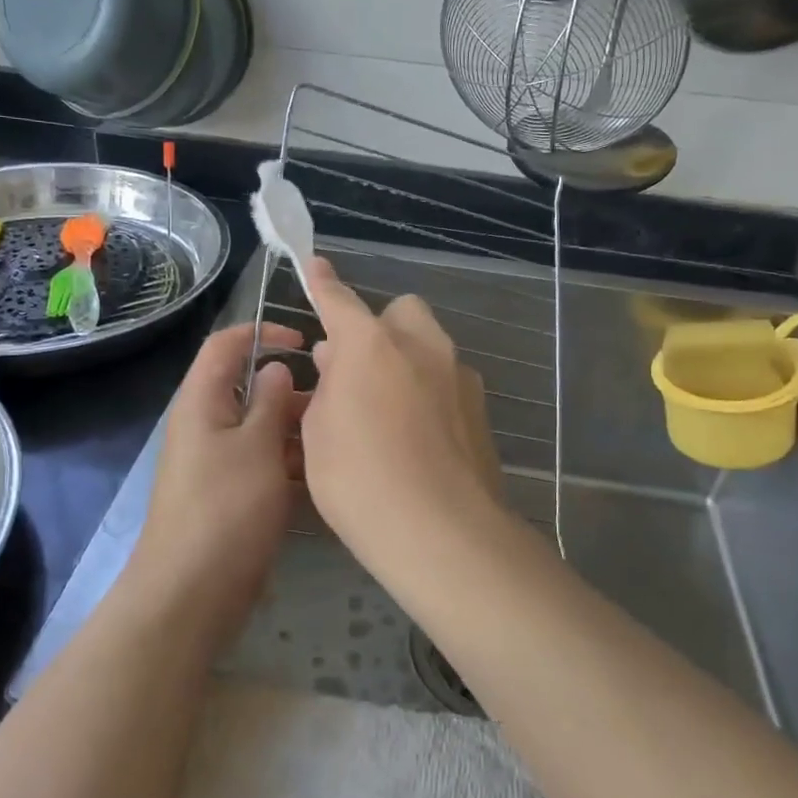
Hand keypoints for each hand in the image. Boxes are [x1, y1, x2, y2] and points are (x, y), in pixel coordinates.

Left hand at [125, 323, 304, 646]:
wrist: (192, 593)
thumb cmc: (226, 509)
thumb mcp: (256, 446)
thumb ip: (269, 401)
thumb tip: (274, 367)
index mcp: (202, 402)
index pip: (225, 344)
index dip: (262, 332)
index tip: (304, 342)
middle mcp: (206, 425)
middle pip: (248, 387)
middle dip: (289, 389)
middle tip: (334, 399)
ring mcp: (218, 462)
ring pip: (260, 428)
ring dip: (294, 428)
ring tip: (337, 436)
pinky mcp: (231, 494)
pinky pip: (262, 462)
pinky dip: (289, 462)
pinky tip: (325, 472)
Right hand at [301, 258, 503, 561]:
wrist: (442, 532)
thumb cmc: (360, 480)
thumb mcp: (319, 433)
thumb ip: (327, 386)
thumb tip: (337, 361)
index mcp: (371, 345)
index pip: (340, 301)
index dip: (324, 284)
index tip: (316, 266)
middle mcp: (421, 346)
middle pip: (400, 313)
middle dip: (379, 328)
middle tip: (356, 370)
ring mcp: (458, 375)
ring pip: (428, 347)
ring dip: (405, 361)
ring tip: (386, 410)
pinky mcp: (481, 408)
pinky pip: (446, 382)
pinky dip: (428, 392)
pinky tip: (418, 437)